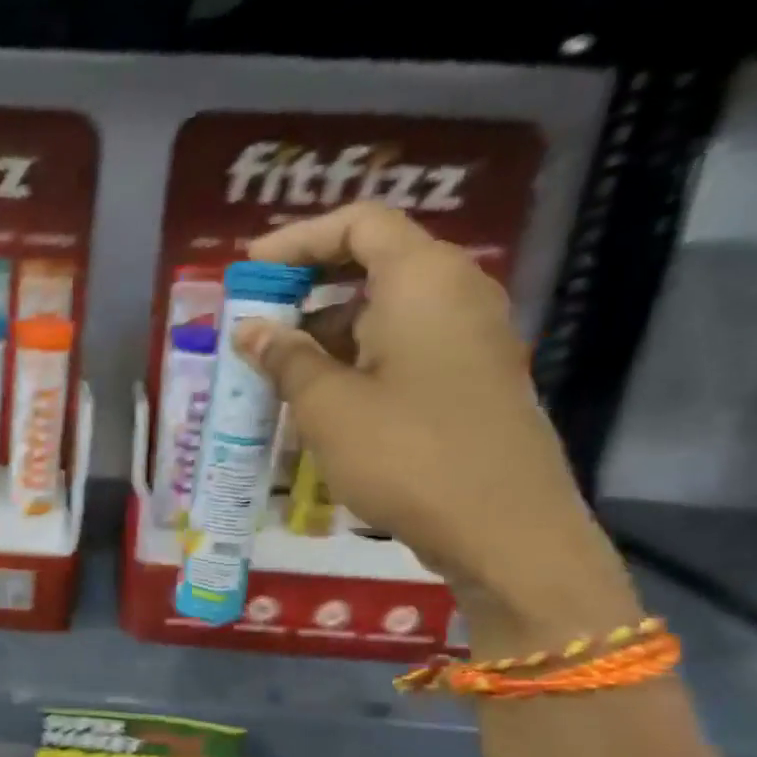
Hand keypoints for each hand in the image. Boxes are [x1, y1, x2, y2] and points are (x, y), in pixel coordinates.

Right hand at [235, 203, 638, 649]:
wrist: (506, 533)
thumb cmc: (407, 454)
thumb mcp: (327, 405)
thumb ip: (284, 358)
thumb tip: (251, 329)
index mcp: (424, 281)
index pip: (359, 223)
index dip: (298, 239)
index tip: (250, 271)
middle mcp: (455, 295)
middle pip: (373, 264)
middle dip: (307, 289)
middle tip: (256, 321)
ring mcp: (468, 340)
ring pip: (385, 312)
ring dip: (325, 332)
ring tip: (274, 371)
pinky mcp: (470, 381)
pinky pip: (403, 348)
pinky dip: (355, 360)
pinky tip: (318, 401)